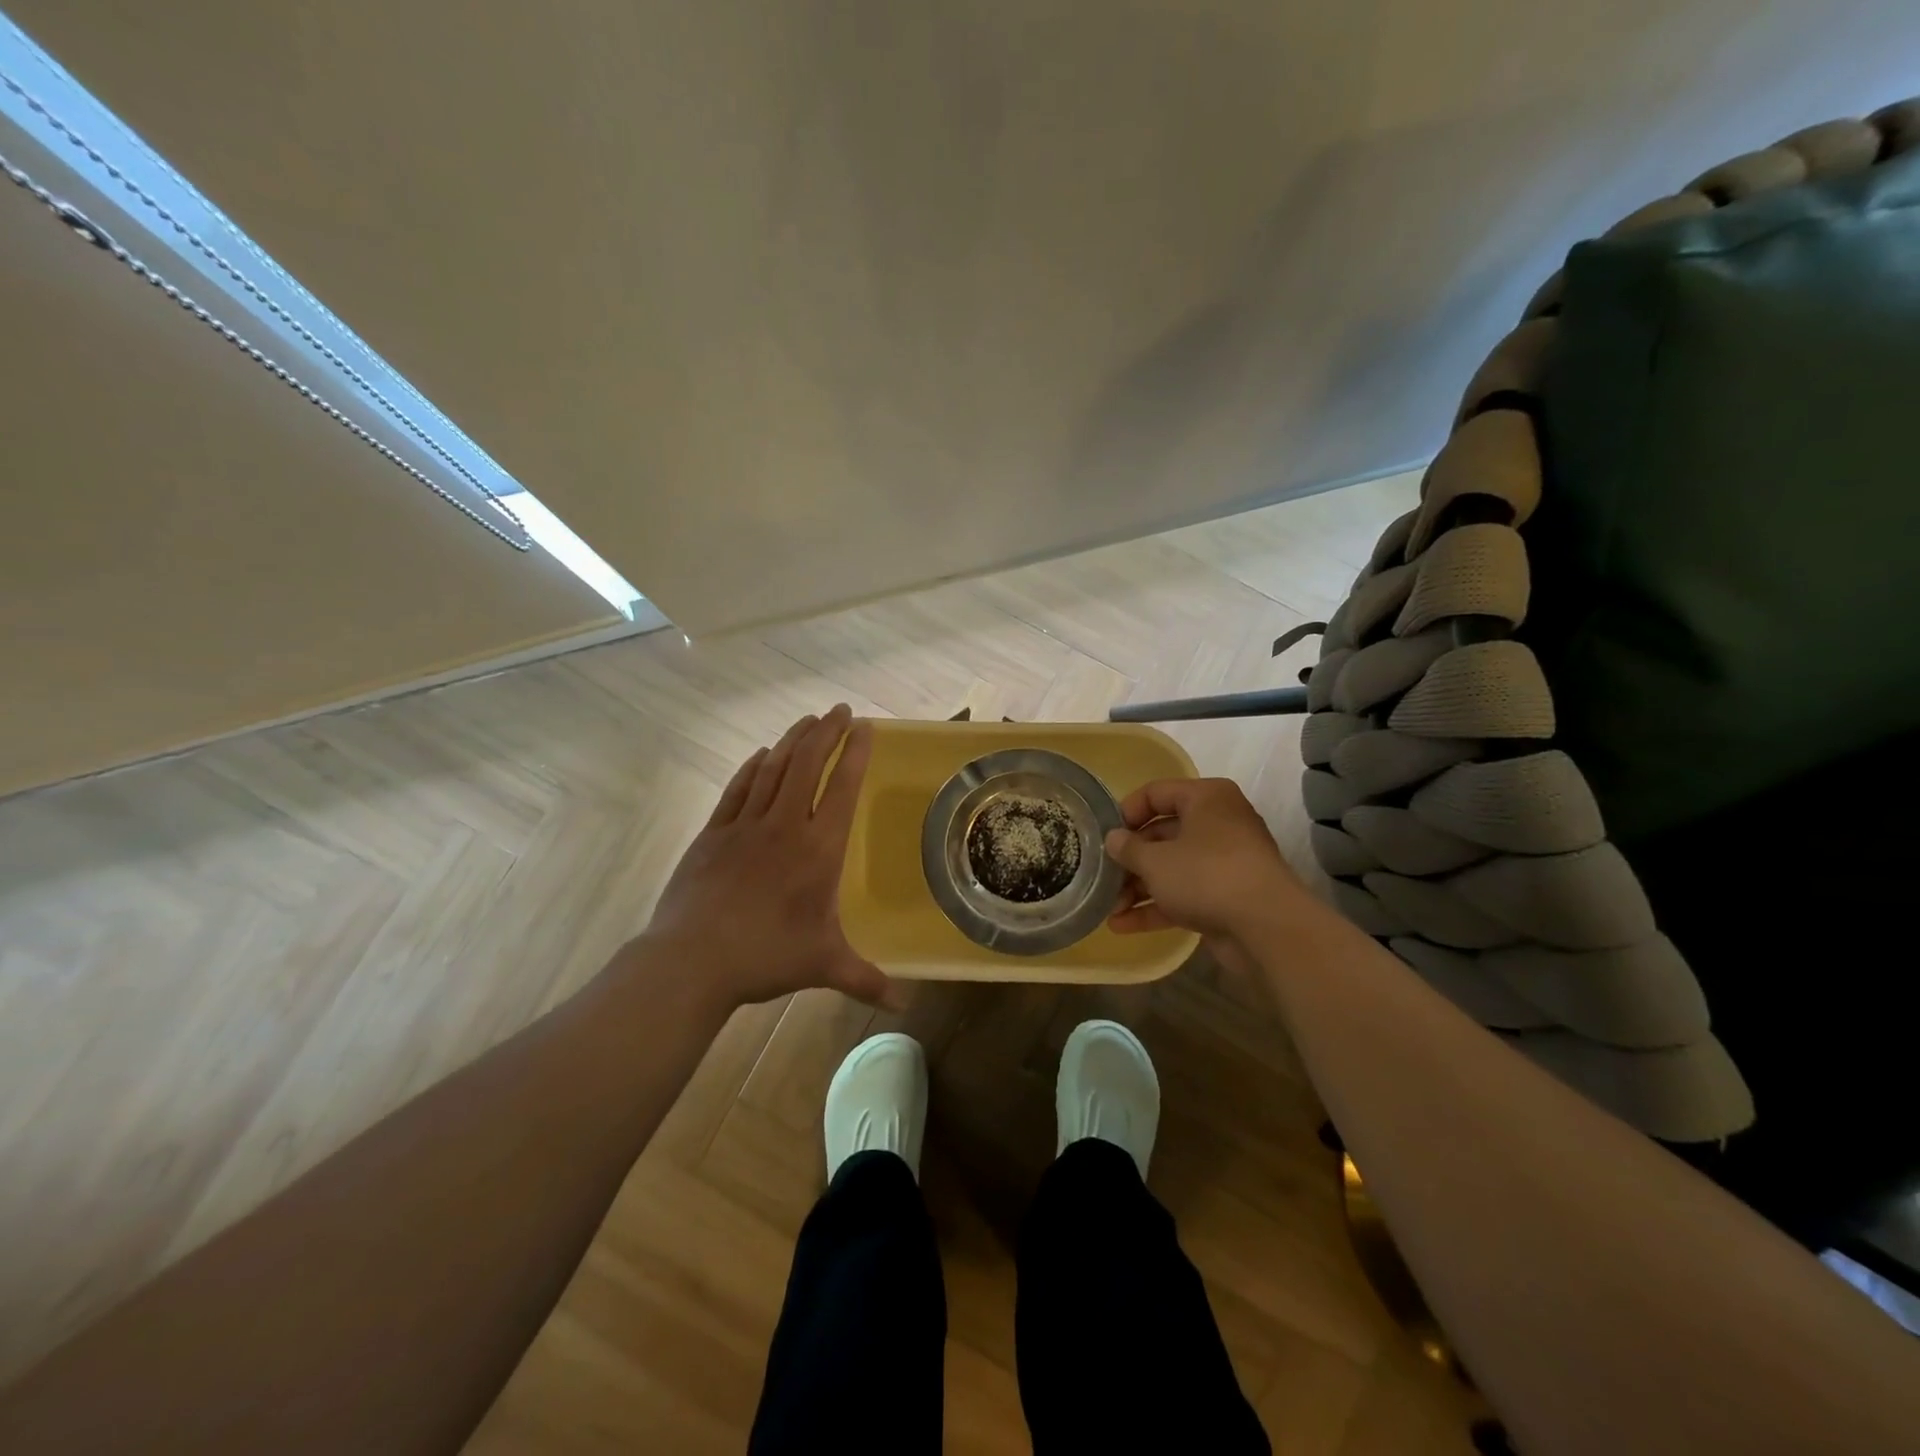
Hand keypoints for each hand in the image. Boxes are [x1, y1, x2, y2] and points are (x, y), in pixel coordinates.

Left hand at [632, 704, 894, 1012]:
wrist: (692, 960)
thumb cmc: (766, 956)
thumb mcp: (824, 965)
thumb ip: (866, 979)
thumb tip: (904, 1007)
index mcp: (818, 849)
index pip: (842, 787)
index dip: (855, 753)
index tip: (865, 726)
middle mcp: (785, 826)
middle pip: (808, 764)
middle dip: (827, 732)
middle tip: (840, 710)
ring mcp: (745, 825)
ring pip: (773, 768)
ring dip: (793, 740)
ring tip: (808, 720)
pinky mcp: (713, 833)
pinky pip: (738, 789)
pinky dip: (753, 767)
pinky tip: (761, 755)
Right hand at [1103, 778, 1301, 938]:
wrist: (1267, 927)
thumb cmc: (1206, 875)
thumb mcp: (1155, 859)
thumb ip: (1128, 848)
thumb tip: (1114, 839)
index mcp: (1206, 798)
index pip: (1157, 793)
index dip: (1127, 812)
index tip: (1105, 835)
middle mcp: (1217, 824)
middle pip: (1162, 834)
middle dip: (1130, 859)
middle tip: (1103, 876)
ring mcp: (1224, 863)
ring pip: (1171, 868)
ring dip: (1138, 887)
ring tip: (1108, 907)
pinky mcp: (1225, 897)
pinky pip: (1183, 895)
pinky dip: (1156, 907)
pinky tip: (1122, 926)